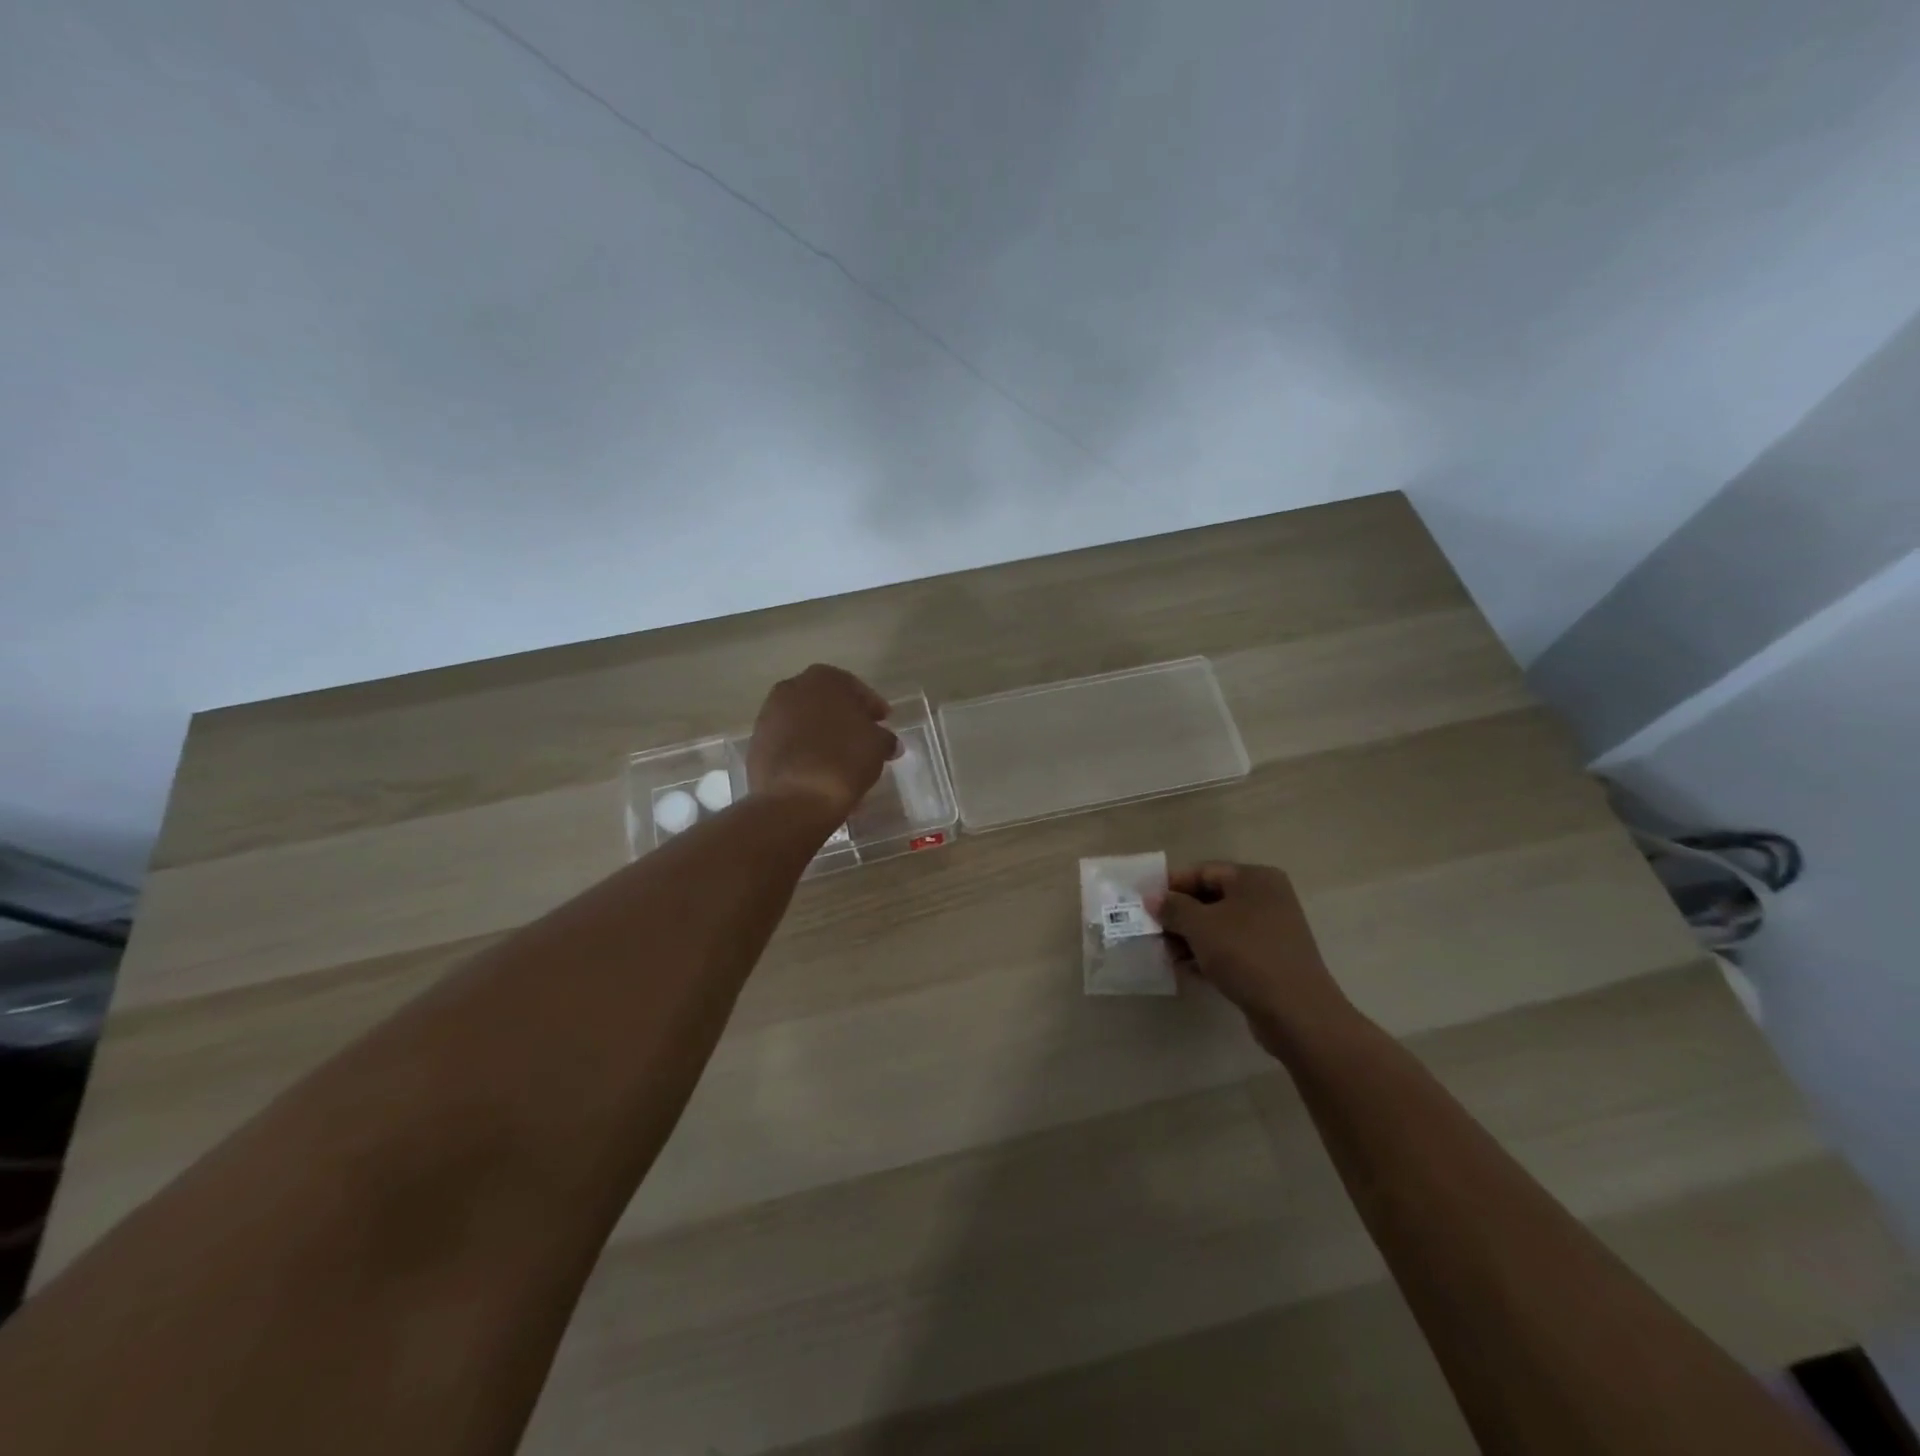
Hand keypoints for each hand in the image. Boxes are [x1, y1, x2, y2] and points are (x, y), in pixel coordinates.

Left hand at [746, 664, 898, 825]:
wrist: (794, 798)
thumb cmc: (843, 760)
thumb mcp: (878, 746)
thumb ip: (884, 738)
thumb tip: (887, 742)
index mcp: (823, 678)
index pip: (856, 689)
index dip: (872, 707)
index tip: (883, 722)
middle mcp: (791, 688)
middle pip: (826, 702)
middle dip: (844, 718)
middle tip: (862, 738)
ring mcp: (769, 715)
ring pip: (804, 721)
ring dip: (821, 735)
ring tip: (840, 759)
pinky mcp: (757, 743)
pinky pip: (788, 742)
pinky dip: (803, 751)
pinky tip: (818, 770)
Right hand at [1152, 862, 1357, 1059]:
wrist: (1297, 1012)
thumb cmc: (1246, 954)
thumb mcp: (1201, 926)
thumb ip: (1173, 907)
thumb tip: (1153, 898)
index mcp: (1254, 878)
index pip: (1203, 871)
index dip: (1171, 885)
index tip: (1144, 903)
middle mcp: (1267, 898)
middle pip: (1211, 898)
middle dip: (1179, 915)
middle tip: (1151, 931)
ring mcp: (1271, 930)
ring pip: (1220, 926)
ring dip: (1190, 938)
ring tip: (1164, 953)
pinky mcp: (1271, 960)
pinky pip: (1231, 949)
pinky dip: (1208, 955)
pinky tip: (1185, 969)